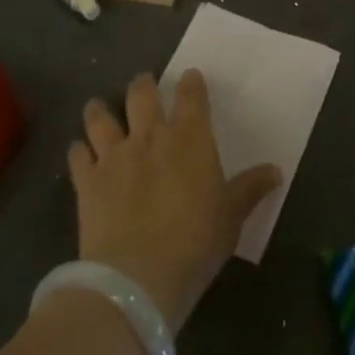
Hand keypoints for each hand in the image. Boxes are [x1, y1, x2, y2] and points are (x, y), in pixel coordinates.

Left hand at [69, 70, 281, 333]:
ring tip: (99, 107)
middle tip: (144, 84)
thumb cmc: (195, 242)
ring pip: (101, 117)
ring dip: (101, 109)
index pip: (191, 95)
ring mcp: (114, 155)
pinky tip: (80, 153)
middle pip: (142, 94)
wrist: (138, 277)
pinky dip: (79, 150)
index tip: (191, 76)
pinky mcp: (86, 181)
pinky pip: (77, 154)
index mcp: (190, 138)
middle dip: (143, 85)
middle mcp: (150, 136)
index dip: (191, 83)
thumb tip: (276, 170)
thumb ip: (250, 188)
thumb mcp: (232, 216)